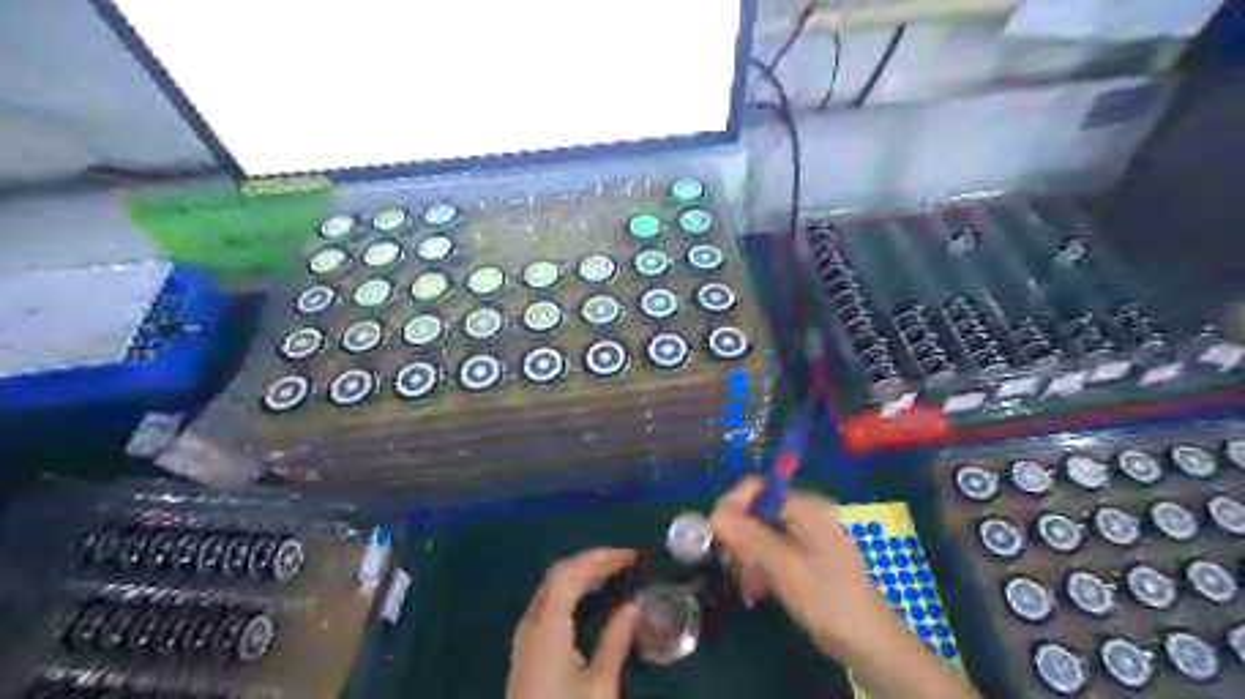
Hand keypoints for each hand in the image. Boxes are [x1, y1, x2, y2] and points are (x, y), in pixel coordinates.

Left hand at [504, 550, 639, 696]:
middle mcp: (531, 624)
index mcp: (547, 626)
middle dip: (591, 561)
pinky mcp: (526, 651)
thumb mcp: (599, 686)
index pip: (570, 574)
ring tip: (612, 573)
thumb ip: (616, 640)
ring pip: (550, 588)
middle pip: (557, 576)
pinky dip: (571, 591)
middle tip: (624, 561)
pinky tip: (589, 599)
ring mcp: (524, 637)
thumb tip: (634, 605)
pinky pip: (548, 604)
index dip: (600, 558)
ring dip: (580, 574)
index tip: (631, 556)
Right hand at [711, 478, 894, 664]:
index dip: (731, 506)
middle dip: (739, 539)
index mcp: (804, 508)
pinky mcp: (805, 561)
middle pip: (754, 512)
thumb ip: (751, 537)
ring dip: (747, 560)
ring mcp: (805, 539)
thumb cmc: (830, 602)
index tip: (716, 537)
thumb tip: (715, 514)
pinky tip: (758, 593)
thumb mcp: (786, 568)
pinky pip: (771, 555)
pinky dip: (760, 571)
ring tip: (750, 588)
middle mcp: (804, 516)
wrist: (873, 647)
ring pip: (759, 536)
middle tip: (733, 568)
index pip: (754, 488)